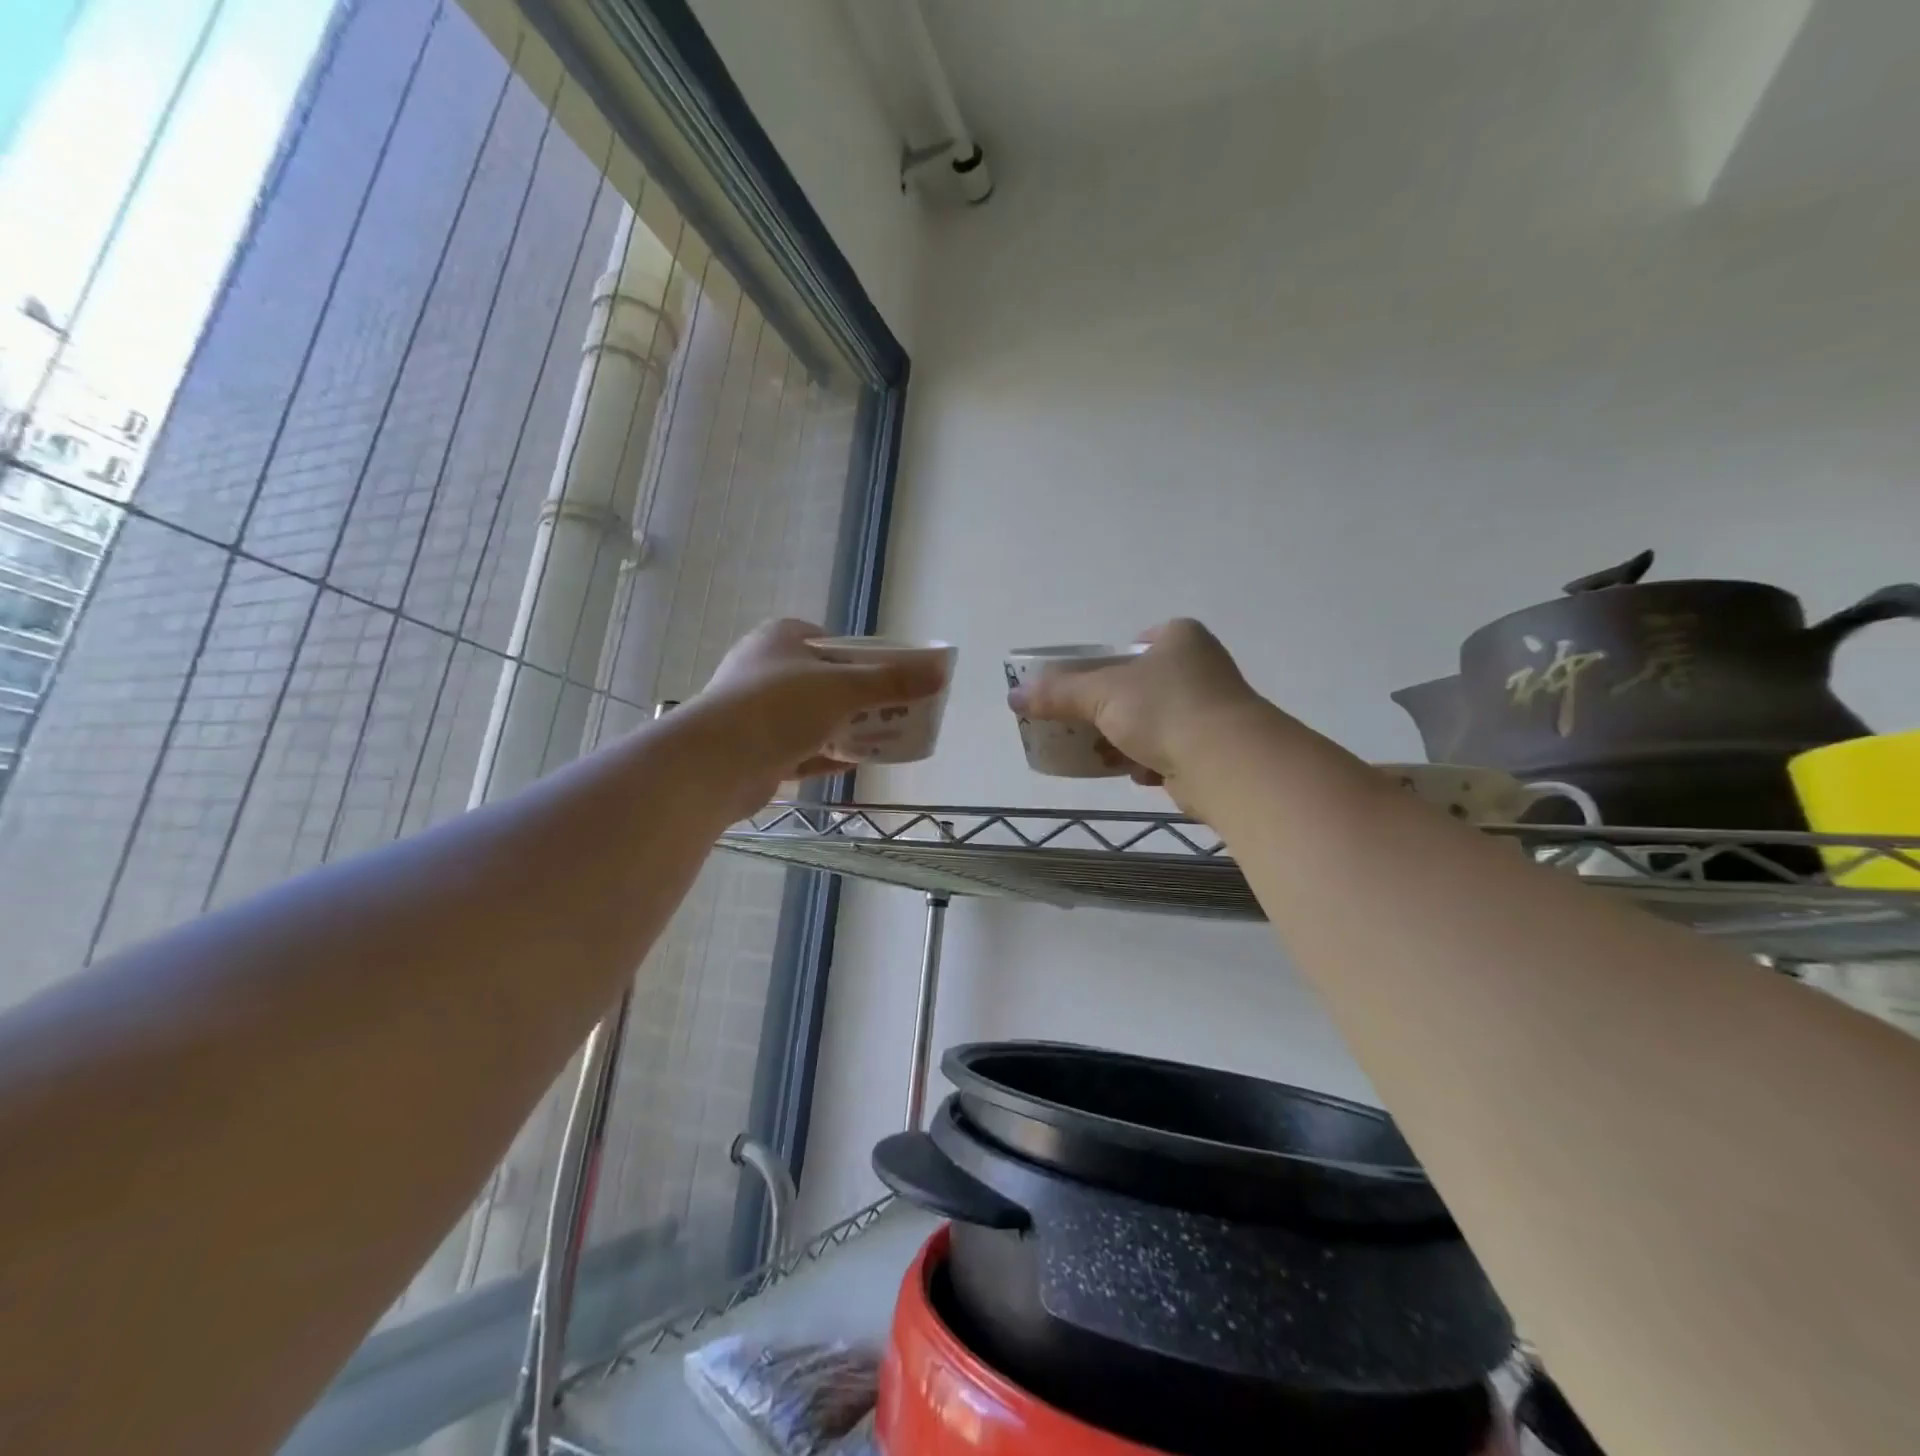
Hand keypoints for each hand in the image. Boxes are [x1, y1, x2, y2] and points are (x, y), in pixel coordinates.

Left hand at [693, 619, 948, 810]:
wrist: (715, 763)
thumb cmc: (779, 707)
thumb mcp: (844, 688)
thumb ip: (892, 681)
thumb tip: (940, 672)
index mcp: (779, 640)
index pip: (828, 641)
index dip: (861, 656)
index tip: (887, 677)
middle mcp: (764, 670)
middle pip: (824, 681)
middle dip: (858, 698)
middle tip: (892, 711)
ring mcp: (756, 713)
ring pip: (812, 718)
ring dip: (844, 728)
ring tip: (881, 738)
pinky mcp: (755, 750)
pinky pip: (799, 750)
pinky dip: (825, 755)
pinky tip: (854, 763)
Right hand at [1007, 619, 1267, 809]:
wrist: (1226, 763)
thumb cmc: (1163, 709)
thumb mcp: (1100, 694)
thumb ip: (1057, 693)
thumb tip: (1013, 697)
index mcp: (1179, 638)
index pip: (1134, 644)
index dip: (1106, 665)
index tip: (1086, 689)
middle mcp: (1201, 667)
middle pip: (1139, 687)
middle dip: (1110, 712)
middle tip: (1083, 727)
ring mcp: (1212, 709)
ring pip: (1153, 723)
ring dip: (1126, 741)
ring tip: (1103, 756)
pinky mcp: (1215, 749)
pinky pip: (1170, 751)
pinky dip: (1150, 763)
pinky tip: (1139, 774)